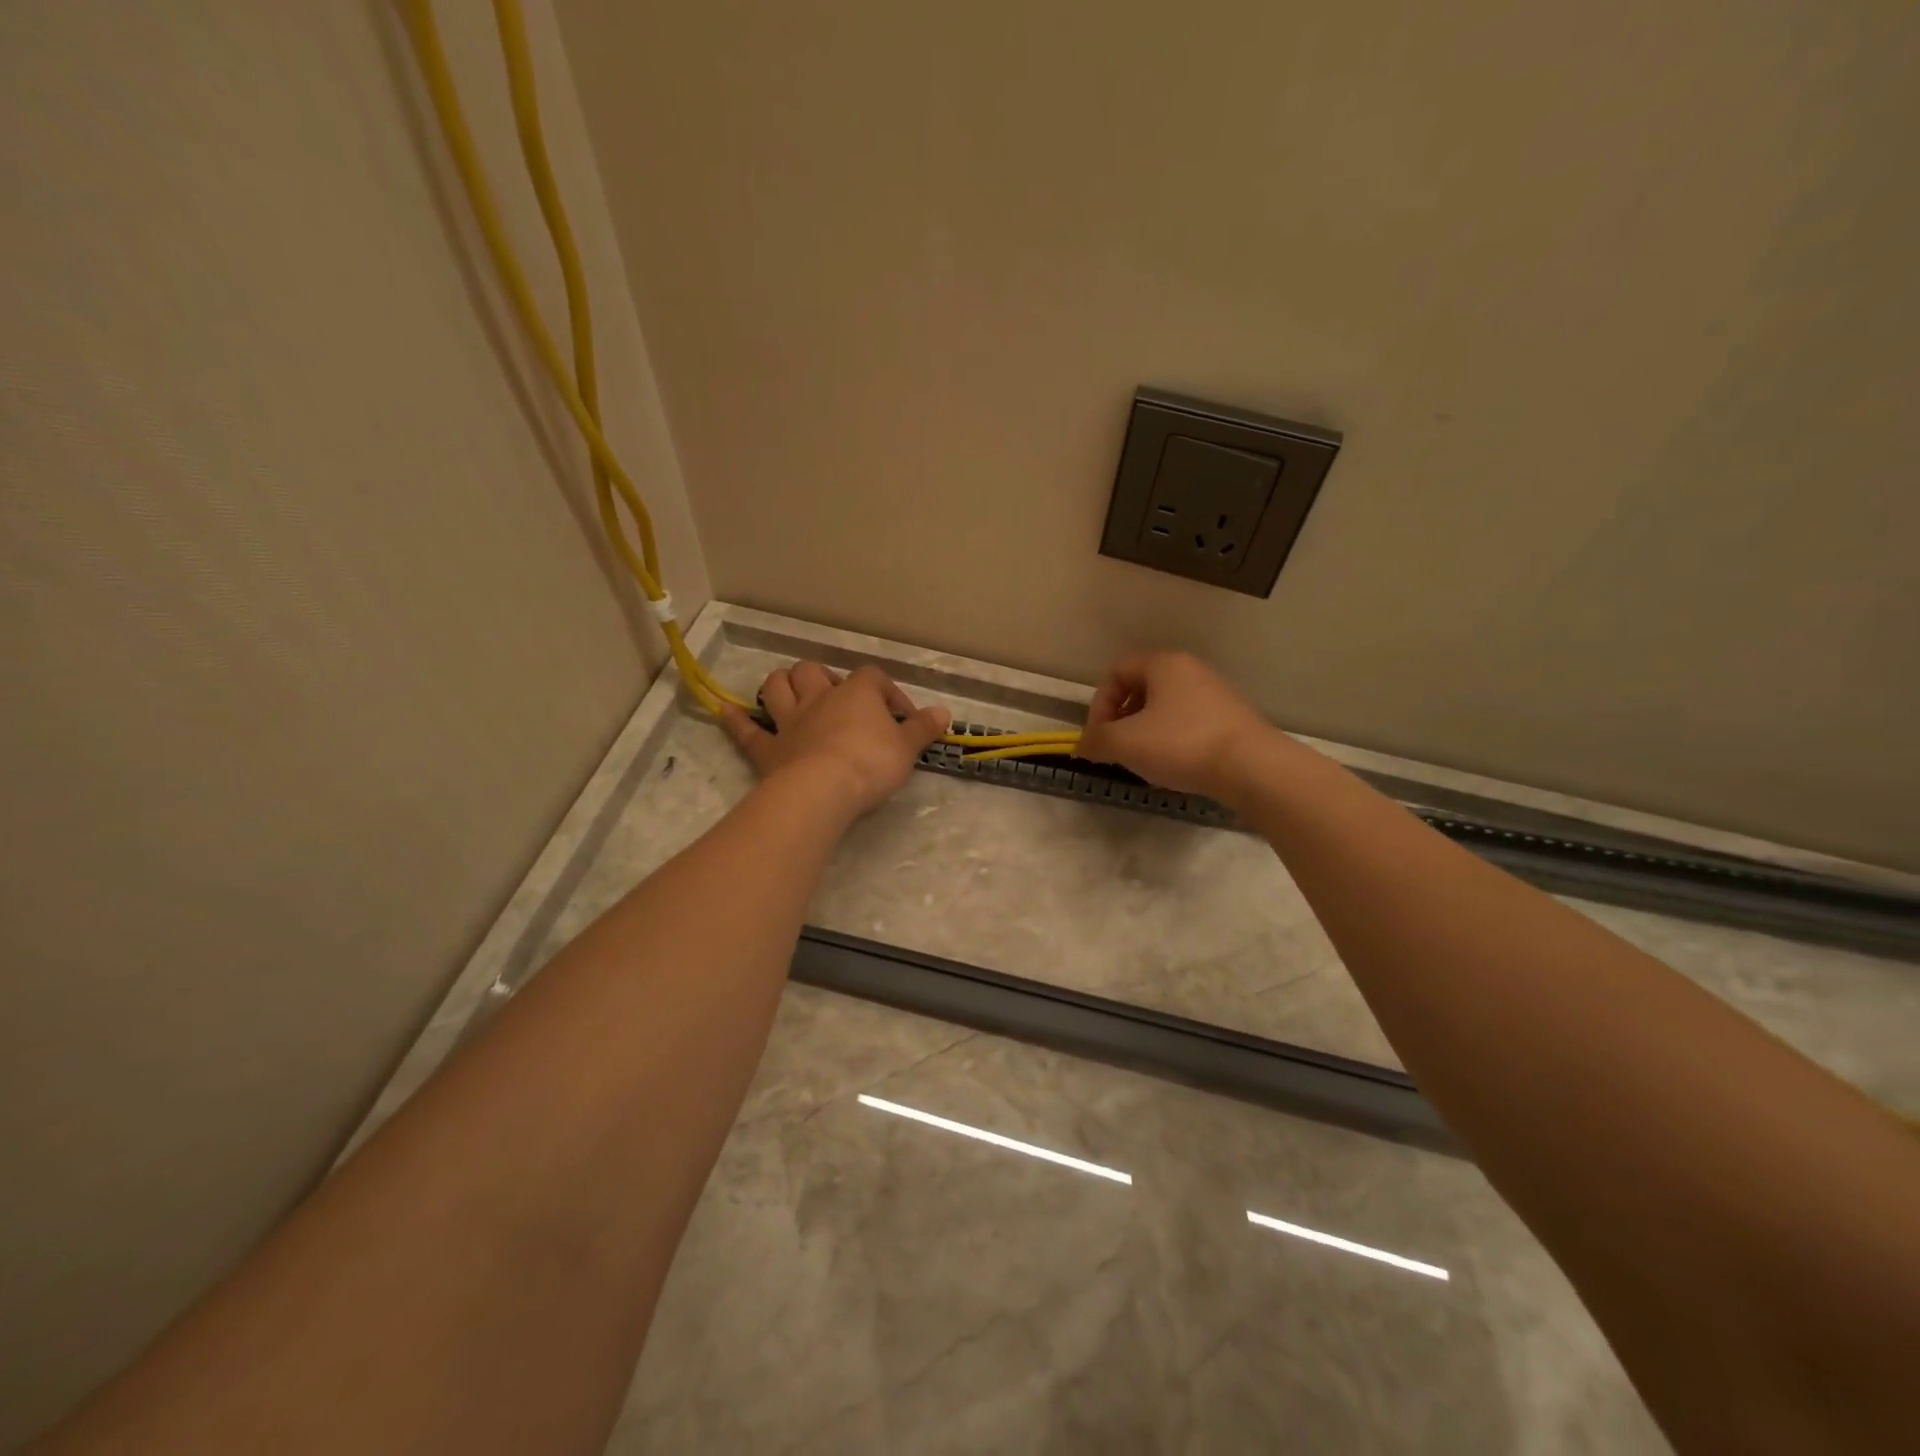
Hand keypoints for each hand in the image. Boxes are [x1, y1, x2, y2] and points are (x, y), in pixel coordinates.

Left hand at [722, 662, 950, 819]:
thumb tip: (943, 712)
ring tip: (789, 692)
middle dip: (823, 679)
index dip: (889, 694)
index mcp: (856, 693)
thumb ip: (923, 728)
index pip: (874, 679)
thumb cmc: (871, 763)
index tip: (904, 720)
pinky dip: (735, 720)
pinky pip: (747, 731)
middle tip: (838, 700)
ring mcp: (789, 722)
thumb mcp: (907, 747)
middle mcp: (819, 699)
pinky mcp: (768, 749)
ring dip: (781, 686)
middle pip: (813, 672)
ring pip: (777, 688)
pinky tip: (726, 710)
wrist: (824, 789)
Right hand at [1076, 651, 1276, 803]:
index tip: (1099, 736)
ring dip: (1146, 733)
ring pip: (1165, 708)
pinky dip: (1172, 741)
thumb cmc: (1180, 744)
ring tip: (1145, 762)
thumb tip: (1082, 745)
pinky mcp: (1231, 719)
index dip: (1099, 704)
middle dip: (1122, 720)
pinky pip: (1188, 723)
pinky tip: (1175, 767)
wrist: (1251, 767)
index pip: (1117, 672)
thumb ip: (1095, 741)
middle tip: (1118, 749)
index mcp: (1163, 664)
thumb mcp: (1124, 743)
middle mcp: (1190, 670)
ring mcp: (1215, 694)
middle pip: (1141, 689)